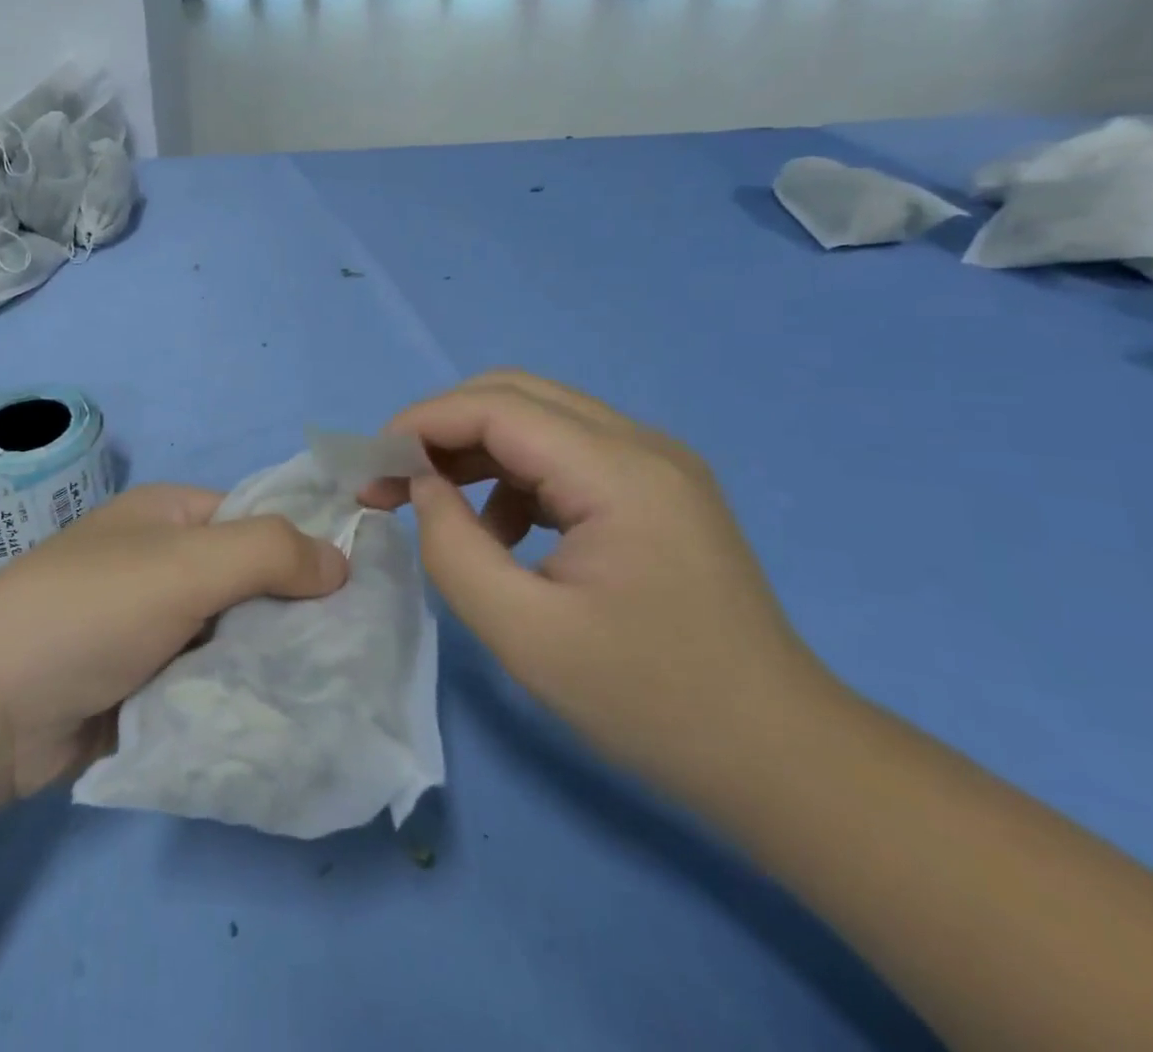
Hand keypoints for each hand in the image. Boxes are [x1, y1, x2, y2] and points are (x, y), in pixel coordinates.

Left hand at [0, 484, 348, 803]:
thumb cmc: (88, 611)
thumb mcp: (183, 565)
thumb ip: (267, 553)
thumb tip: (341, 560)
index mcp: (170, 516)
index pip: (258, 518)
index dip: (306, 546)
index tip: (359, 592)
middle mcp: (163, 563)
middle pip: (250, 581)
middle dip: (293, 615)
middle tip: (350, 655)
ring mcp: (152, 626)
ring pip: (234, 637)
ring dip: (268, 663)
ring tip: (328, 693)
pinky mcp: (144, 683)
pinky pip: (208, 682)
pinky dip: (237, 697)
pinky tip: (280, 720)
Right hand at [362, 371, 830, 802]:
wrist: (781, 757)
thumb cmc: (651, 702)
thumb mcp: (524, 634)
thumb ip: (452, 547)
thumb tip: (422, 487)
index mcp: (618, 472)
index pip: (497, 407)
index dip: (422, 423)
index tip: (371, 465)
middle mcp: (641, 445)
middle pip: (515, 394)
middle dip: (441, 427)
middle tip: (393, 478)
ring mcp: (654, 463)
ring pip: (537, 418)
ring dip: (474, 449)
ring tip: (435, 507)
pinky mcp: (655, 489)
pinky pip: (563, 454)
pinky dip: (512, 476)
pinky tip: (501, 532)